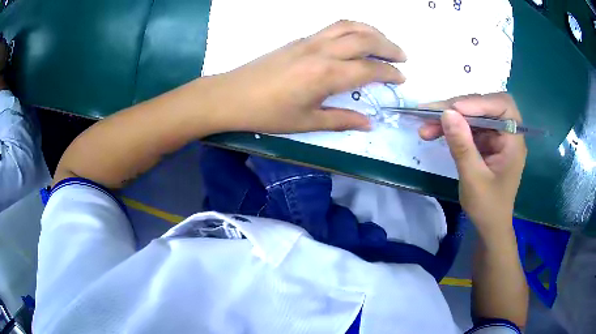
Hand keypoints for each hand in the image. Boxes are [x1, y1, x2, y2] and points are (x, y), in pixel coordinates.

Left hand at [208, 20, 405, 133]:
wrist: (232, 95)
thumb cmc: (267, 113)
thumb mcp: (307, 123)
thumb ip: (341, 120)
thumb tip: (368, 123)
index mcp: (327, 75)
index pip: (369, 68)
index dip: (389, 73)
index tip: (401, 78)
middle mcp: (322, 51)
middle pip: (365, 39)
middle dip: (389, 46)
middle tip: (403, 56)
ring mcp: (310, 41)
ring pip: (349, 26)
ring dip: (372, 30)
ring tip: (384, 41)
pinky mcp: (300, 39)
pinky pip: (333, 26)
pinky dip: (352, 28)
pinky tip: (356, 37)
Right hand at [419, 93, 526, 234]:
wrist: (489, 226)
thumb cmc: (487, 208)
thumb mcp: (474, 179)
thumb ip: (462, 146)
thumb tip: (446, 113)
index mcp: (514, 141)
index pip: (503, 107)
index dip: (480, 102)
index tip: (454, 109)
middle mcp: (507, 133)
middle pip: (485, 106)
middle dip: (458, 107)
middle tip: (431, 113)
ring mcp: (495, 137)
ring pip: (473, 115)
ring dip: (450, 117)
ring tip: (425, 125)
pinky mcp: (485, 142)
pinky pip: (468, 127)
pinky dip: (451, 128)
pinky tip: (434, 132)